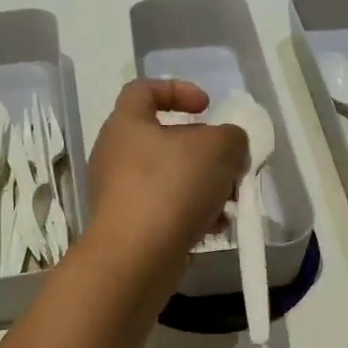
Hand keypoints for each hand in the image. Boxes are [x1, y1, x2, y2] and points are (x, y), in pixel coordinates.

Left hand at [85, 80, 247, 275]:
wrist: (135, 257)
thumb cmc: (171, 187)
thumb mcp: (218, 148)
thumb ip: (232, 137)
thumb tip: (229, 146)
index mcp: (127, 124)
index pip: (144, 90)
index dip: (178, 90)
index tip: (207, 108)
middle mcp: (116, 155)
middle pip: (166, 140)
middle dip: (205, 152)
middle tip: (229, 165)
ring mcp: (119, 193)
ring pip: (170, 179)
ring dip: (205, 187)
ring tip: (229, 203)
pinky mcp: (128, 227)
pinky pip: (166, 211)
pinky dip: (191, 215)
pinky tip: (215, 228)